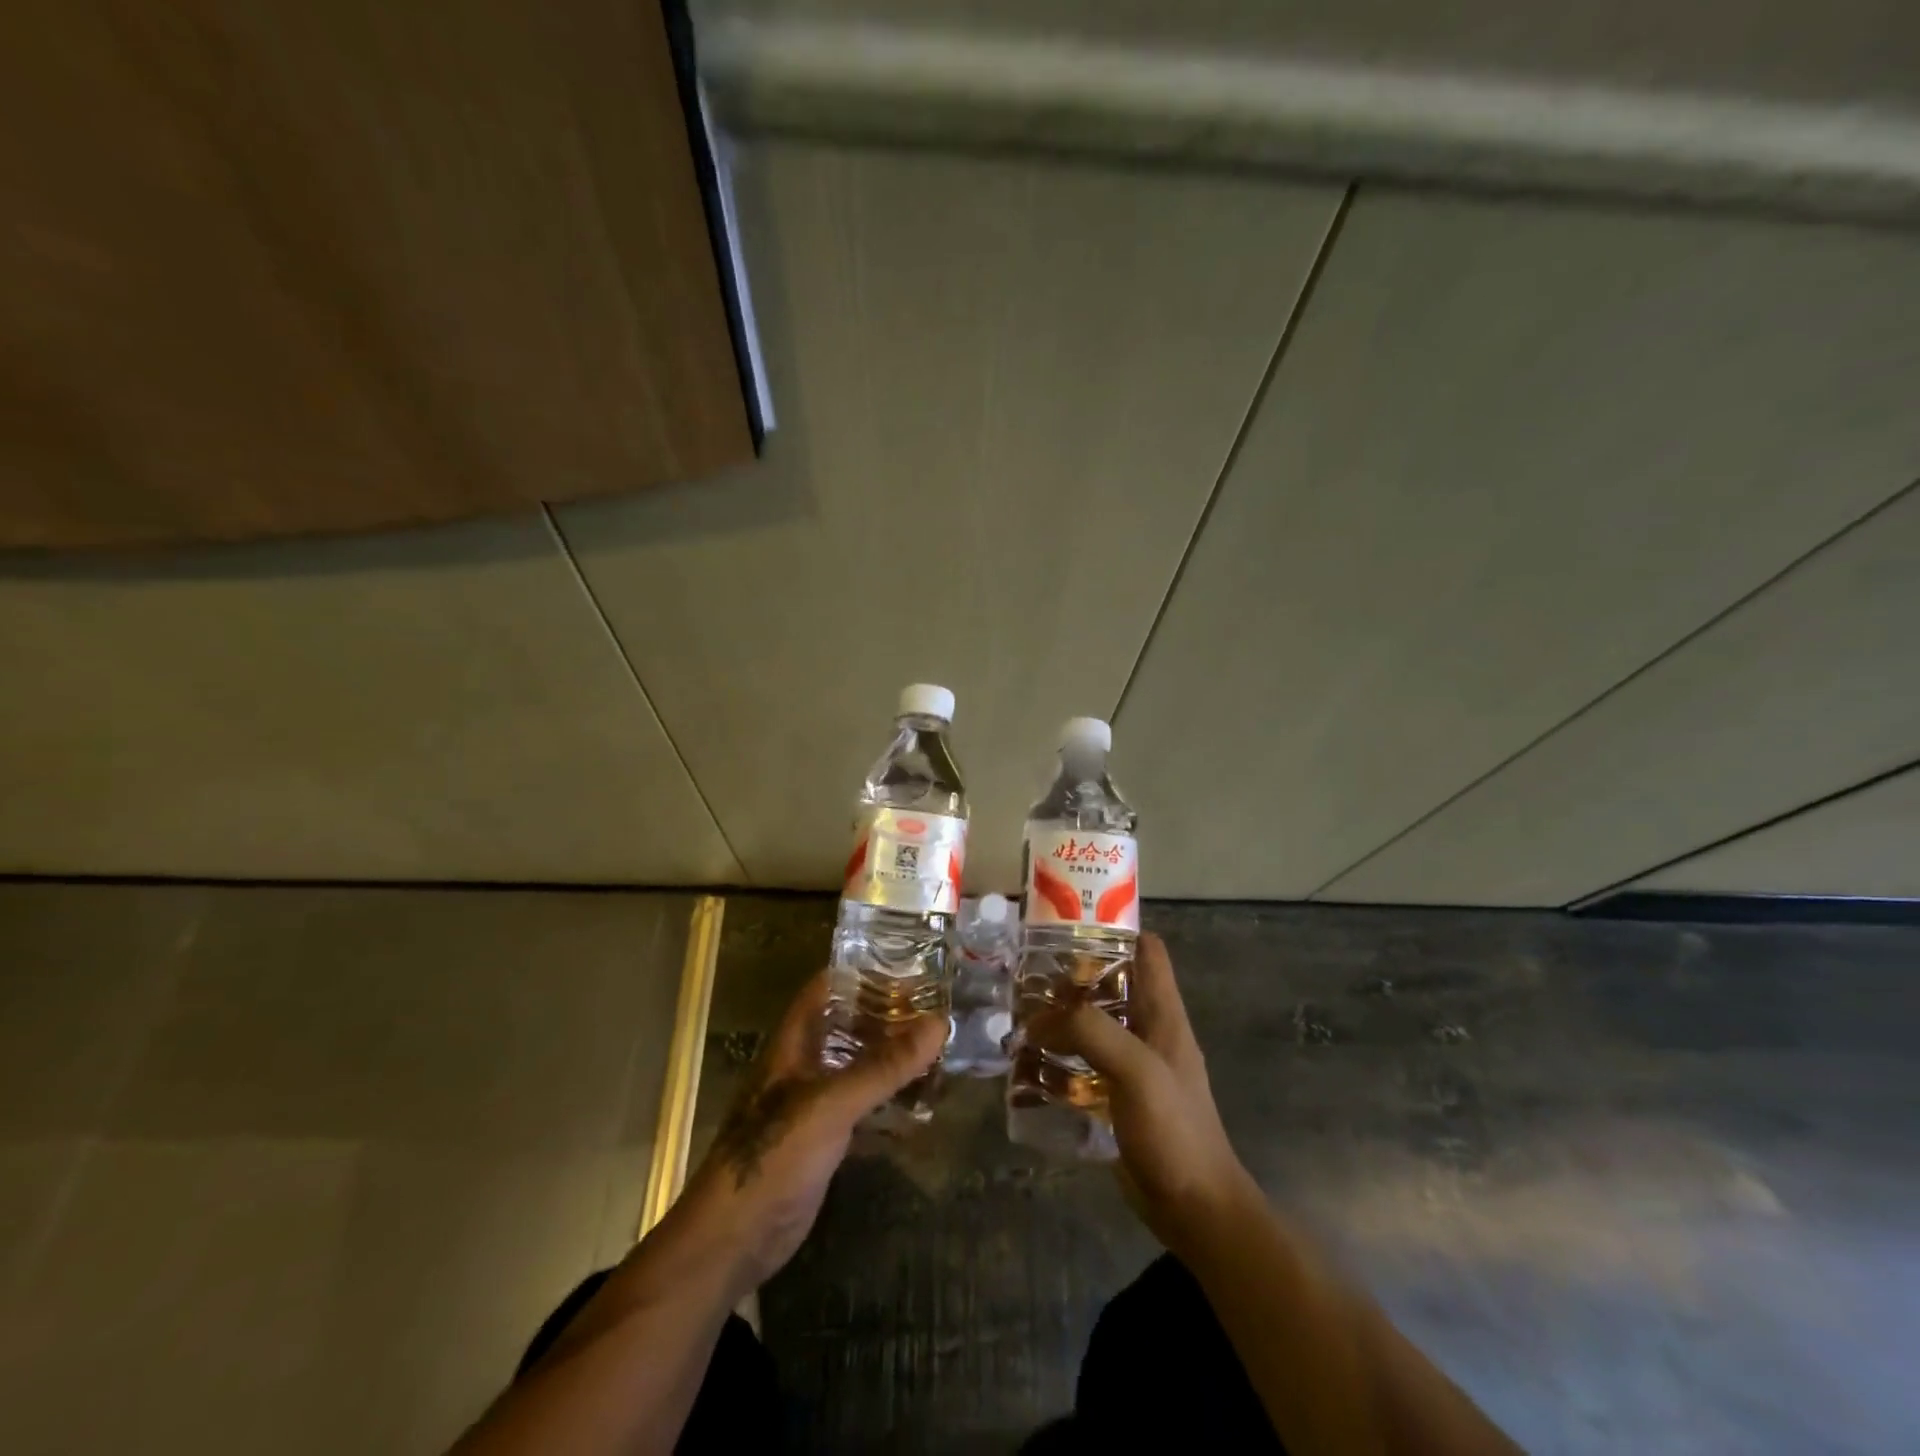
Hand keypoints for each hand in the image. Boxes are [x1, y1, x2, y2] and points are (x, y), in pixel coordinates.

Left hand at [671, 972, 944, 1297]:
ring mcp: (813, 1104)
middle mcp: (804, 1065)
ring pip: (859, 1067)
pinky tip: (922, 1103)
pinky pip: (863, 1108)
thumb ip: (884, 1067)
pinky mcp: (824, 1141)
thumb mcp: (831, 1105)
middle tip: (938, 1009)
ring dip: (892, 1060)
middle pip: (849, 1026)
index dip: (863, 973)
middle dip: (889, 1017)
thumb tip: (939, 1023)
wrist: (733, 1241)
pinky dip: (889, 1102)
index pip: (828, 989)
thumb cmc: (773, 1156)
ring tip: (939, 1050)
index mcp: (795, 1043)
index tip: (910, 966)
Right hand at [1028, 932, 1253, 1253]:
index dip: (1114, 929)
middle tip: (1027, 972)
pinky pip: (1083, 1063)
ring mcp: (1133, 1064)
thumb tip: (1038, 1018)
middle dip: (1072, 975)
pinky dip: (1058, 1058)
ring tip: (1018, 1013)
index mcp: (1163, 1012)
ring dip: (1060, 1018)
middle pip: (1111, 983)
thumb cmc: (1174, 1130)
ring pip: (1094, 1023)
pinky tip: (1027, 1063)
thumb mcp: (1135, 1069)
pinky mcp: (1117, 1096)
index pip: (1147, 949)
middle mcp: (1148, 1030)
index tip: (1069, 925)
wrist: (1193, 1208)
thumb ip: (1091, 1031)